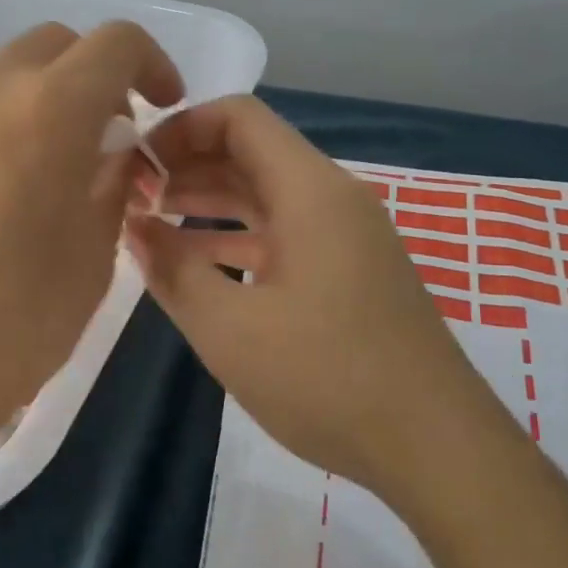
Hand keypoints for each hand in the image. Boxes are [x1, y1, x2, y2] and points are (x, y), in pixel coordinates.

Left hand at [0, 21, 181, 463]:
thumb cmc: (14, 321)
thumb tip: (114, 155)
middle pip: (59, 46)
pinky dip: (11, 122)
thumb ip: (112, 184)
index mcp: (49, 107)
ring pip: (12, 74)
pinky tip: (14, 190)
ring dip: (52, 98)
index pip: (117, 44)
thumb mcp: (93, 254)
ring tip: (66, 170)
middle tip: (116, 140)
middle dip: (100, 77)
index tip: (164, 110)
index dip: (154, 65)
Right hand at [126, 96, 497, 498]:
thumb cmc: (326, 377)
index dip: (180, 130)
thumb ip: (172, 270)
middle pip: (251, 154)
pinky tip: (199, 266)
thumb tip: (135, 227)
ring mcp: (347, 238)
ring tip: (151, 225)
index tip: (137, 165)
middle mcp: (332, 199)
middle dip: (187, 166)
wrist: (435, 448)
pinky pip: (284, 234)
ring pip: (266, 197)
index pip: (239, 119)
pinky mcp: (350, 273)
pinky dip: (238, 239)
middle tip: (131, 196)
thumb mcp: (228, 328)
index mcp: (310, 191)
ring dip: (209, 203)